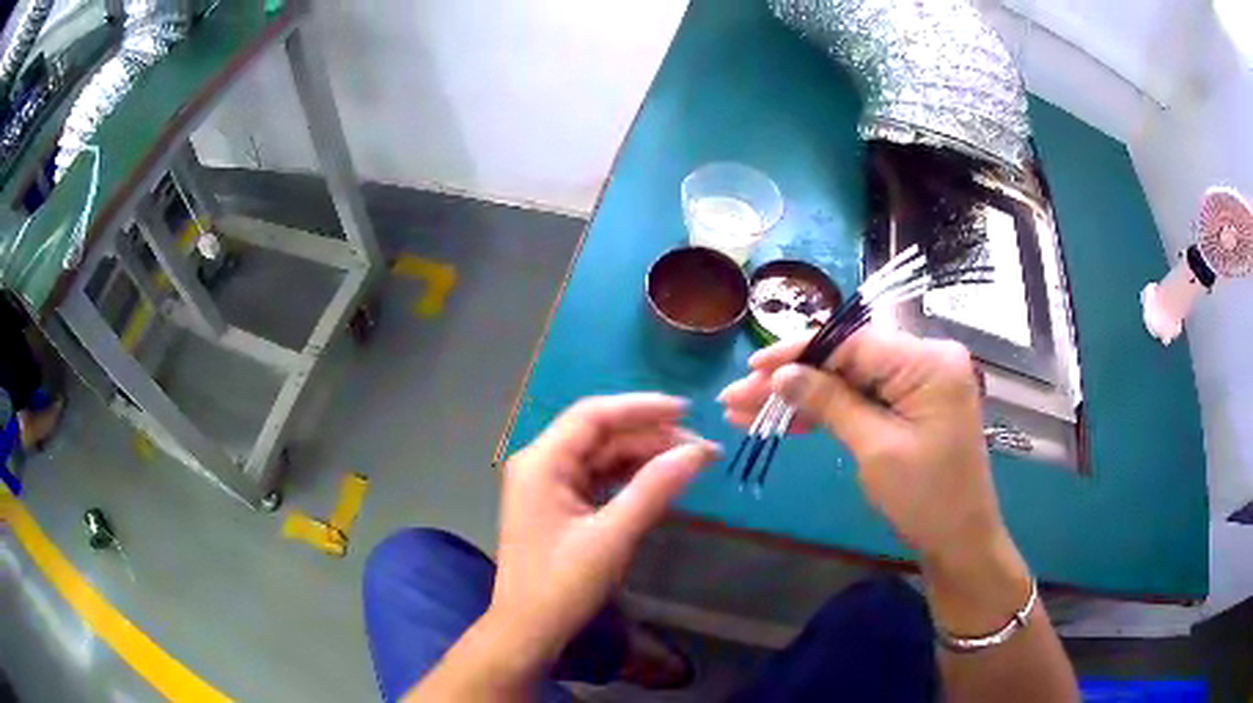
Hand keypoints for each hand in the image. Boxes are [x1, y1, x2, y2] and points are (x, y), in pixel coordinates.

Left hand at [488, 394, 720, 666]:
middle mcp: (541, 463)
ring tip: (689, 461)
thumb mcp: (612, 536)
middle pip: (599, 433)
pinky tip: (660, 479)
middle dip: (649, 435)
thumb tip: (697, 453)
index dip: (641, 407)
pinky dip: (629, 476)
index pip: (593, 415)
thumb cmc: (562, 584)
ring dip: (643, 455)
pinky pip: (598, 476)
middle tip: (699, 447)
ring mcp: (548, 483)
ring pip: (601, 454)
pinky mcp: (559, 503)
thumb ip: (654, 489)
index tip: (687, 410)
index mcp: (542, 461)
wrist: (528, 629)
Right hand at [718, 326, 1003, 562]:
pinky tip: (785, 421)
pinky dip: (826, 412)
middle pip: (846, 359)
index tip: (752, 367)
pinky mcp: (910, 405)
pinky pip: (862, 399)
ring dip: (801, 397)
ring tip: (746, 411)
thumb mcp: (876, 449)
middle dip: (791, 379)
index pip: (852, 342)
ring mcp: (918, 383)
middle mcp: (925, 360)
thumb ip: (830, 403)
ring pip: (848, 380)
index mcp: (928, 361)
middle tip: (737, 397)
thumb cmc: (927, 498)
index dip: (797, 352)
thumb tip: (782, 375)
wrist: (959, 541)